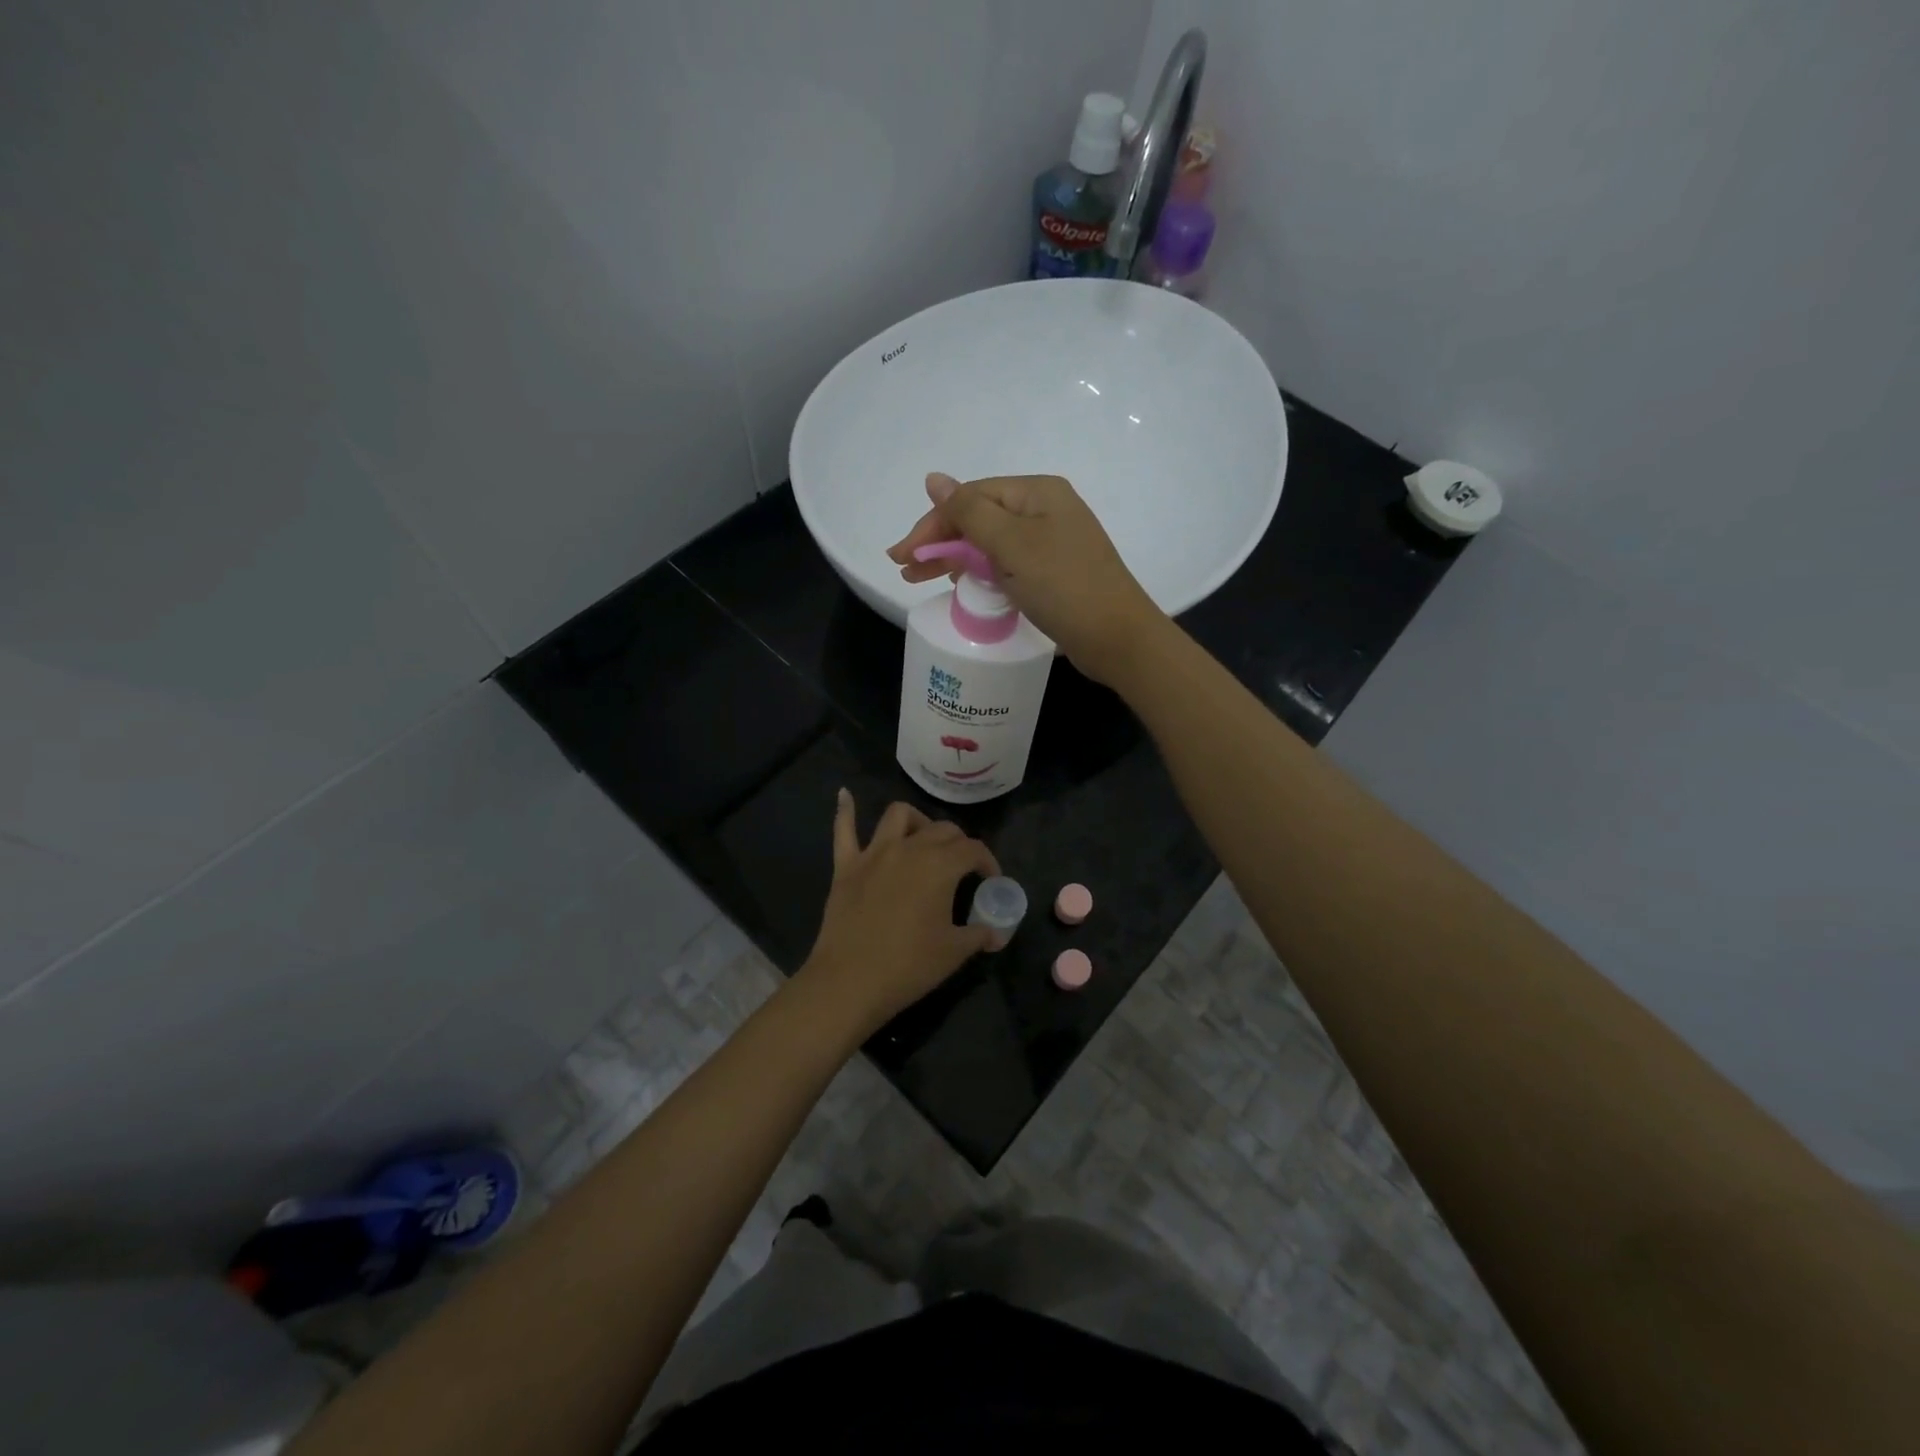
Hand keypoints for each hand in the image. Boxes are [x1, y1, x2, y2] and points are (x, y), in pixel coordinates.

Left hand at [801, 791, 999, 1033]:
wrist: (849, 982)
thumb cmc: (909, 966)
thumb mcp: (954, 952)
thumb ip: (979, 934)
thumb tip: (996, 933)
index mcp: (940, 866)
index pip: (973, 849)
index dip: (988, 862)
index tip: (991, 880)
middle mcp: (909, 848)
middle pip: (941, 830)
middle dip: (958, 843)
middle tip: (962, 867)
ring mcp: (874, 853)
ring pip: (898, 815)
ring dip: (916, 821)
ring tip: (922, 838)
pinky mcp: (846, 866)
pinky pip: (844, 829)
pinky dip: (846, 810)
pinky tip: (845, 795)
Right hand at [886, 472, 1163, 684]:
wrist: (1117, 638)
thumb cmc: (1064, 586)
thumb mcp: (1012, 544)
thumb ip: (969, 512)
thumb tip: (933, 478)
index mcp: (1037, 493)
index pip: (971, 498)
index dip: (932, 523)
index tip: (902, 555)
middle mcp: (1045, 511)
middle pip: (979, 518)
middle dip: (940, 541)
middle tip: (905, 569)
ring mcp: (1051, 543)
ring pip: (990, 543)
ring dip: (955, 557)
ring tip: (920, 578)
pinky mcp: (1052, 573)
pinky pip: (1006, 564)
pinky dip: (980, 572)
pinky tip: (961, 583)